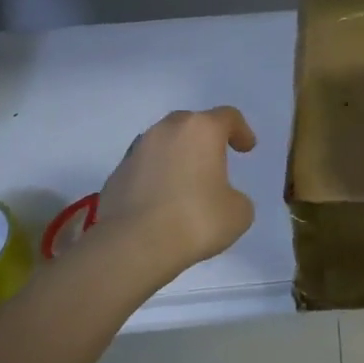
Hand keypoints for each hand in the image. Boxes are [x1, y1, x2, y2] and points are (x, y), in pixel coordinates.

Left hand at [95, 107, 257, 289]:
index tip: (246, 148)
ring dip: (177, 155)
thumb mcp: (238, 212)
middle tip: (215, 159)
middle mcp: (167, 130)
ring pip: (163, 143)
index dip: (241, 130)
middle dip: (205, 138)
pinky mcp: (116, 174)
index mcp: (201, 130)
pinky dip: (156, 176)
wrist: (133, 246)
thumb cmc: (196, 220)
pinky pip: (144, 167)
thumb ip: (235, 197)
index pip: (227, 116)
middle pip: (191, 123)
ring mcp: (137, 150)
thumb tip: (222, 198)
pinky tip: (162, 202)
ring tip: (186, 182)